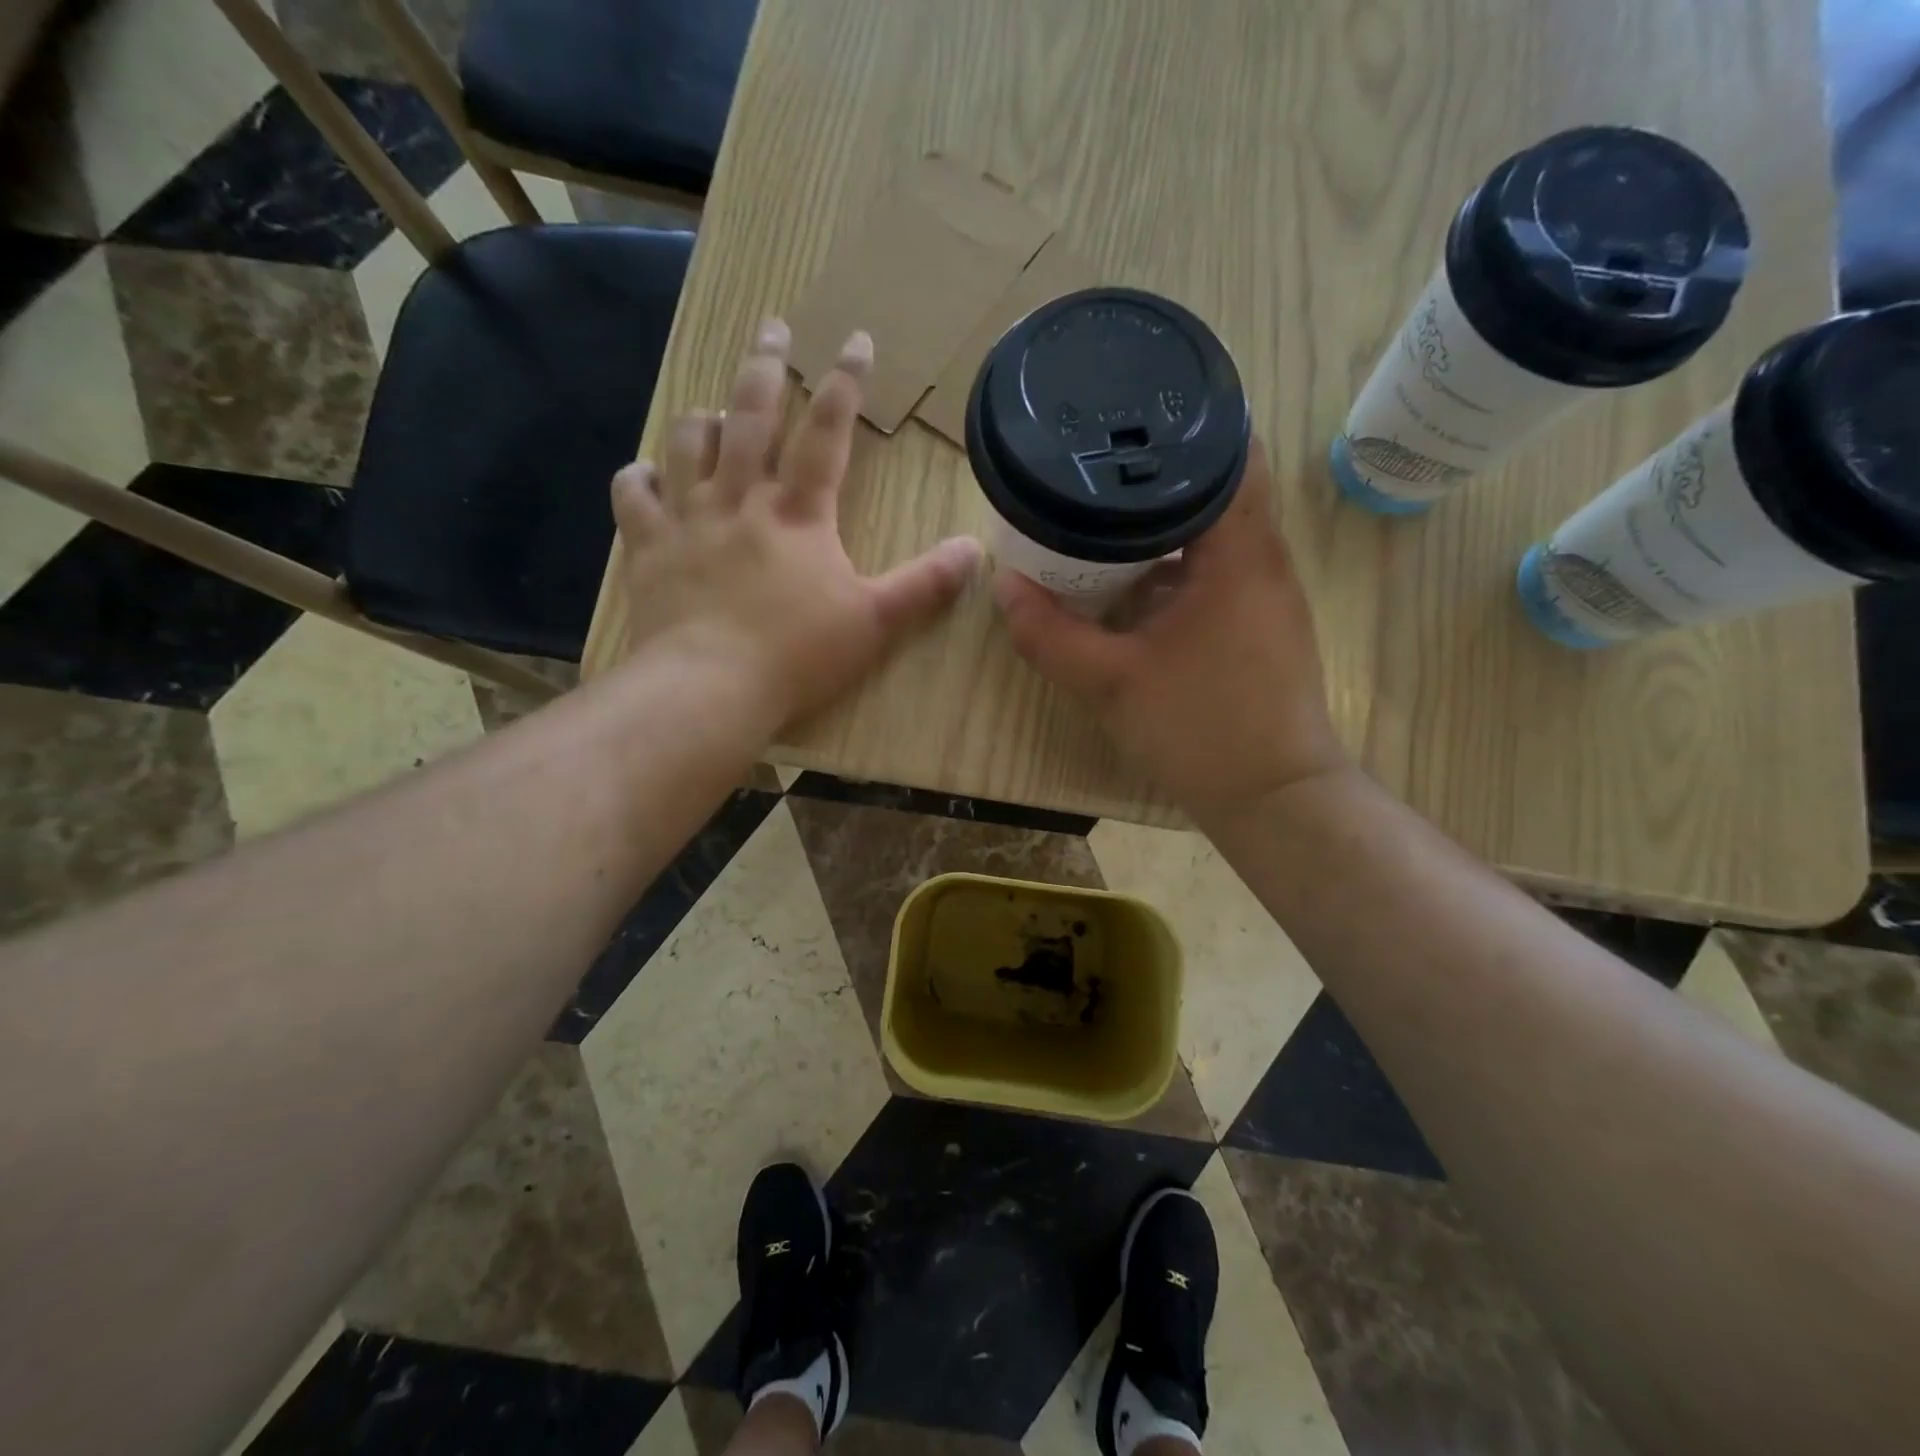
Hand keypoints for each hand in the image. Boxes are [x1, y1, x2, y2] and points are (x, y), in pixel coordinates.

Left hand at [611, 320, 980, 729]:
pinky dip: (639, 478)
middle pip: (751, 416)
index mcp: (799, 513)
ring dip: (703, 418)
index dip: (844, 383)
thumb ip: (925, 584)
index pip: (827, 432)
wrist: (710, 687)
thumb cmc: (798, 654)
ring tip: (714, 408)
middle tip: (772, 327)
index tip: (854, 340)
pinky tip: (647, 473)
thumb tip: (974, 549)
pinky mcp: (648, 547)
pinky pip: (635, 496)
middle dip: (765, 366)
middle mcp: (741, 499)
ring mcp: (688, 519)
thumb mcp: (876, 621)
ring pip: (688, 443)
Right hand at [993, 439, 1347, 821]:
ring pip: (1214, 536)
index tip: (1127, 422)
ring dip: (1163, 529)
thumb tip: (1004, 588)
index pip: (1231, 451)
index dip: (1182, 428)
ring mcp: (1266, 596)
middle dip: (1156, 480)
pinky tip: (1129, 589)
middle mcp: (1263, 560)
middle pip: (1217, 489)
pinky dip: (1174, 570)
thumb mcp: (1109, 682)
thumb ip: (1049, 634)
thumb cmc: (1201, 729)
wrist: (1275, 798)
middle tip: (1094, 472)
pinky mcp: (1260, 626)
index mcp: (1238, 552)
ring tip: (1100, 523)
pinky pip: (1215, 575)